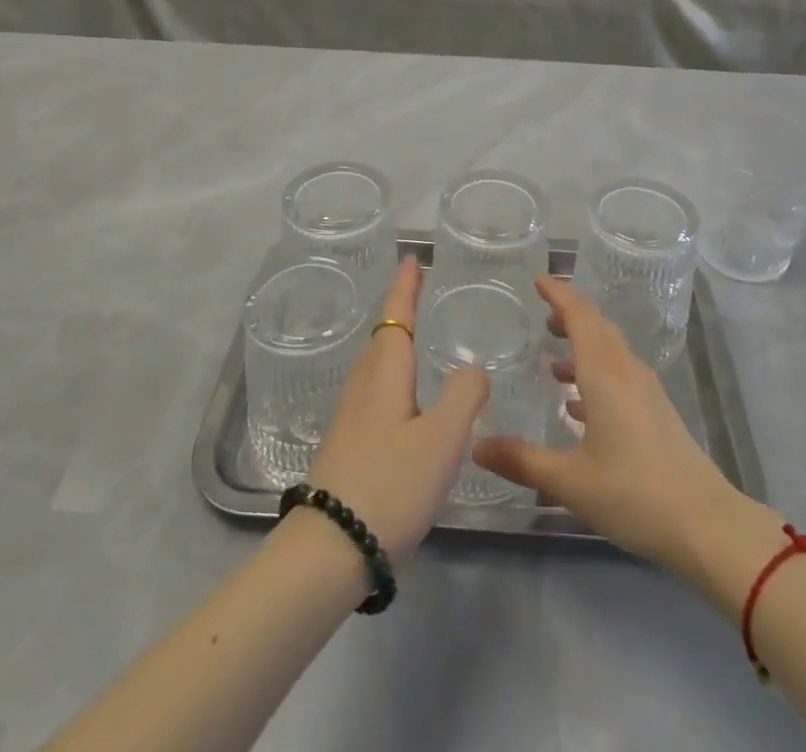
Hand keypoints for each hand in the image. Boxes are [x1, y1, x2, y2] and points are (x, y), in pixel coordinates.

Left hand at [306, 256, 489, 565]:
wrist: (331, 548)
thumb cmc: (390, 483)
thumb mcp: (442, 439)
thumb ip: (465, 395)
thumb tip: (474, 367)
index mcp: (385, 373)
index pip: (396, 316)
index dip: (406, 287)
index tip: (413, 258)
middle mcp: (364, 384)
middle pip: (383, 335)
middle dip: (400, 309)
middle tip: (419, 288)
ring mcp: (351, 415)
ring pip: (377, 363)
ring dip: (395, 340)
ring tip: (415, 334)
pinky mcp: (348, 442)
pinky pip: (375, 388)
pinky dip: (393, 372)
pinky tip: (404, 395)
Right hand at [473, 274, 739, 577]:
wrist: (705, 524)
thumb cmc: (633, 494)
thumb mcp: (570, 481)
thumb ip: (522, 460)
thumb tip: (476, 446)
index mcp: (604, 374)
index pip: (579, 316)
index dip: (558, 294)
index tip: (538, 279)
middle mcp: (626, 372)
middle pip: (598, 327)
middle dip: (570, 316)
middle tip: (543, 317)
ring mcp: (646, 392)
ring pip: (611, 351)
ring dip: (583, 347)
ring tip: (553, 363)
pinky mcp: (657, 413)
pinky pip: (621, 375)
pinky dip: (597, 375)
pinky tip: (580, 407)